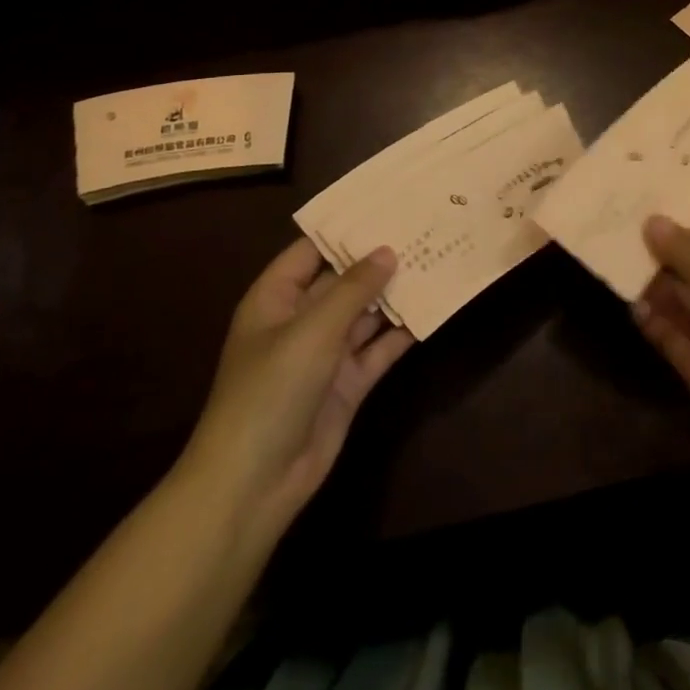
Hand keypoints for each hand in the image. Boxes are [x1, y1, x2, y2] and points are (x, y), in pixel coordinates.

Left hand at [181, 240, 412, 537]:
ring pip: (365, 314)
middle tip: (422, 227)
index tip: (385, 205)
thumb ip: (353, 289)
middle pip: (343, 280)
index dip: (345, 229)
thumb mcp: (312, 331)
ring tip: (435, 258)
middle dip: (378, 259)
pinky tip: (432, 309)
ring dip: (394, 293)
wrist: (254, 484)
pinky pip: (378, 349)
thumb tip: (387, 251)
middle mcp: (301, 320)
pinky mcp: (348, 384)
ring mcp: (326, 354)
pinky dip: (401, 333)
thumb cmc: (271, 390)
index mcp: (276, 298)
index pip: (311, 250)